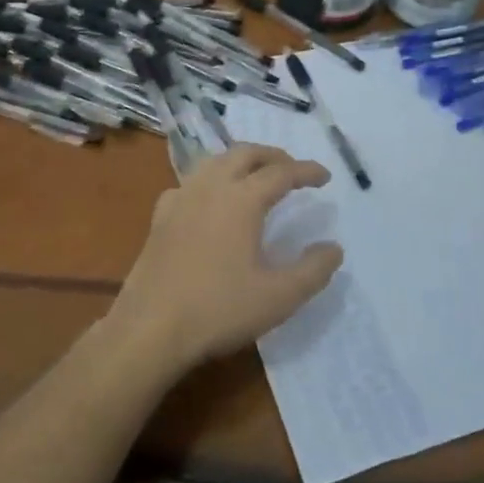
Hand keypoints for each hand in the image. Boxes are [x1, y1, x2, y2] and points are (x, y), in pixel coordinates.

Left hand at [109, 145, 343, 371]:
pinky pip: (189, 184)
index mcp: (242, 199)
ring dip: (240, 161)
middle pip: (244, 153)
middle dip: (272, 155)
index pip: (281, 173)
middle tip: (292, 169)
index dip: (307, 171)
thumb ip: (313, 270)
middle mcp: (210, 188)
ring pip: (214, 162)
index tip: (325, 177)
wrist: (150, 329)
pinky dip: (209, 180)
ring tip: (255, 177)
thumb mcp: (279, 297)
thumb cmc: (219, 310)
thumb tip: (333, 248)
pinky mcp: (160, 218)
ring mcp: (180, 199)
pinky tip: (209, 201)